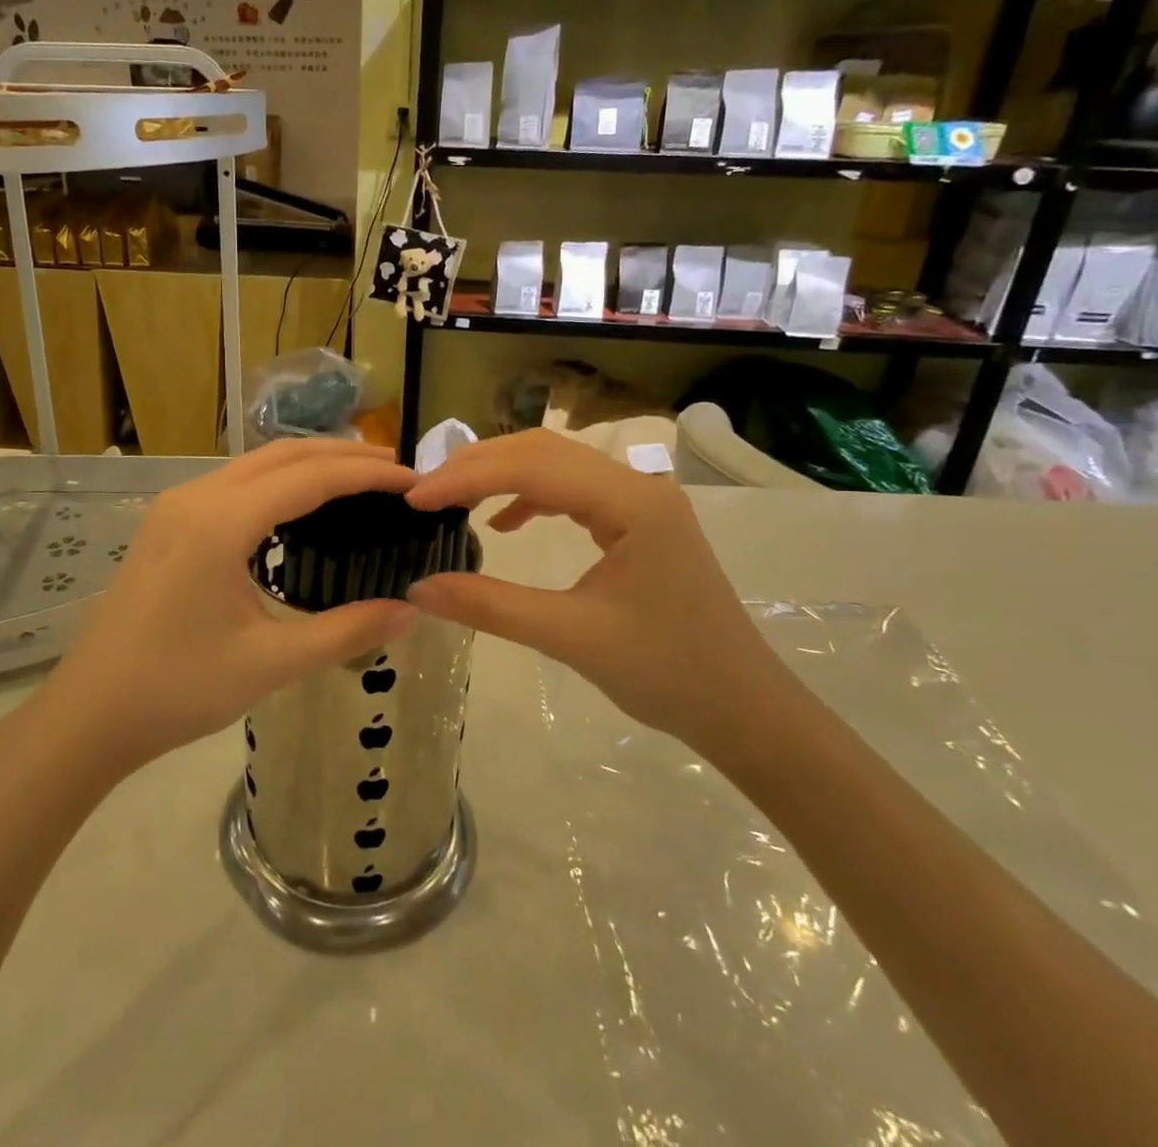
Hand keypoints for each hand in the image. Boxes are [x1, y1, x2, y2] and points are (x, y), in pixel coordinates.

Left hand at [36, 440, 418, 776]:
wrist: (89, 714)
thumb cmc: (178, 689)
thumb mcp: (270, 663)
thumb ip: (346, 631)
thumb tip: (411, 611)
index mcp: (220, 522)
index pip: (310, 477)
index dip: (367, 473)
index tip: (413, 478)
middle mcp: (196, 497)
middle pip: (282, 455)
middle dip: (343, 455)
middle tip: (395, 469)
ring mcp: (175, 506)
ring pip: (255, 464)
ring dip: (309, 463)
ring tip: (358, 479)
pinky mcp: (167, 523)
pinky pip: (234, 483)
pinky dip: (278, 481)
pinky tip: (300, 506)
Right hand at [403, 429, 786, 747]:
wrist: (743, 708)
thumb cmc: (667, 672)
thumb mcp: (571, 638)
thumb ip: (491, 606)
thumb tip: (418, 588)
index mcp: (631, 502)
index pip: (532, 467)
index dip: (467, 477)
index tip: (414, 498)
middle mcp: (637, 484)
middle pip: (542, 450)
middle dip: (477, 465)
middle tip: (424, 492)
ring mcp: (641, 500)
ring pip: (556, 464)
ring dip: (501, 474)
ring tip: (452, 499)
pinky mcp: (638, 520)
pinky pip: (573, 489)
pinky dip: (530, 496)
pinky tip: (504, 523)